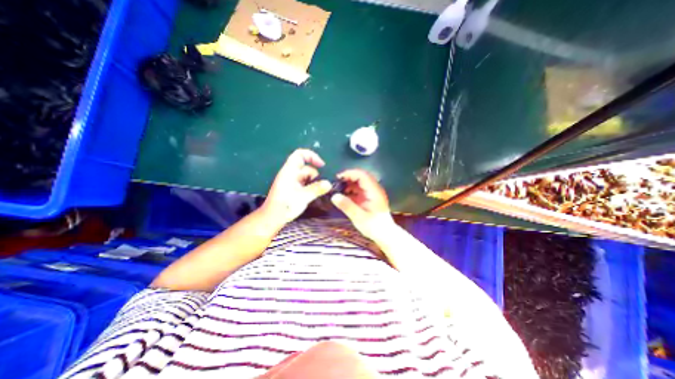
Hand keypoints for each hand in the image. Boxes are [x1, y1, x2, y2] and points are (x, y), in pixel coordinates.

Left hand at [259, 147, 331, 224]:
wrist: (272, 218)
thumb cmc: (285, 206)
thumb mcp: (303, 197)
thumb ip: (316, 189)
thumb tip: (329, 184)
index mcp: (289, 171)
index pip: (300, 154)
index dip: (312, 156)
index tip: (322, 165)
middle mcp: (290, 174)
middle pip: (306, 168)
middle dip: (315, 176)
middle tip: (321, 187)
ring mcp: (291, 181)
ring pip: (306, 177)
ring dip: (313, 183)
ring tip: (317, 193)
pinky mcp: (292, 189)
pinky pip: (304, 183)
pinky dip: (310, 187)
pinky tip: (313, 195)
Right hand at [329, 169, 396, 240]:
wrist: (385, 234)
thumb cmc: (374, 226)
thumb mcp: (359, 217)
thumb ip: (347, 206)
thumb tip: (334, 196)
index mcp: (374, 191)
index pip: (362, 175)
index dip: (350, 174)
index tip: (338, 178)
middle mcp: (374, 189)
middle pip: (361, 176)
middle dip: (348, 178)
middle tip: (336, 184)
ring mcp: (372, 192)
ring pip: (360, 182)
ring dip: (349, 184)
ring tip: (338, 190)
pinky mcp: (369, 197)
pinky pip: (359, 189)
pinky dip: (351, 190)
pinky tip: (344, 196)